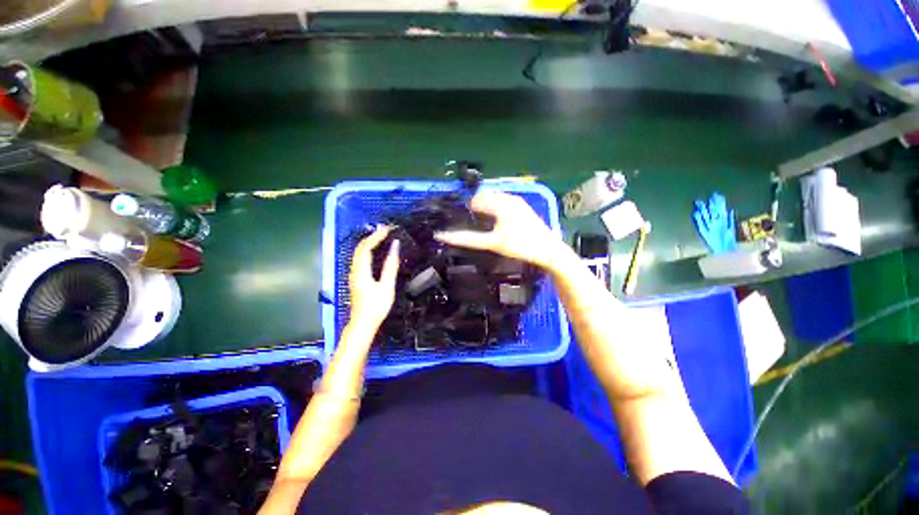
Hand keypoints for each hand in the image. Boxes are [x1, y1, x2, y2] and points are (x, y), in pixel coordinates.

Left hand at [348, 225, 399, 328]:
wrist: (363, 323)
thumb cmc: (376, 306)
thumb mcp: (387, 286)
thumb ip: (391, 266)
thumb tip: (395, 247)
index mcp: (361, 271)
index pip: (366, 248)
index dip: (376, 237)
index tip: (387, 229)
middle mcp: (354, 270)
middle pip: (360, 248)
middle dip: (372, 236)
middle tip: (385, 229)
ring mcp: (354, 274)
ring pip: (359, 253)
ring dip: (369, 242)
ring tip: (382, 235)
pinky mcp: (357, 278)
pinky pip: (361, 258)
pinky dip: (368, 250)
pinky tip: (376, 249)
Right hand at [434, 191, 563, 269]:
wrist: (550, 251)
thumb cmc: (522, 246)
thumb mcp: (494, 243)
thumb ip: (468, 238)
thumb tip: (443, 235)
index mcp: (501, 203)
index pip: (476, 200)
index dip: (466, 208)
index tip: (460, 218)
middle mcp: (510, 198)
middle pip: (485, 197)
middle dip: (476, 207)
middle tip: (471, 223)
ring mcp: (518, 202)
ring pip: (495, 199)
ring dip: (486, 207)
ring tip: (482, 223)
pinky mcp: (523, 208)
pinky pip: (504, 203)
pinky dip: (496, 209)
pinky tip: (496, 222)